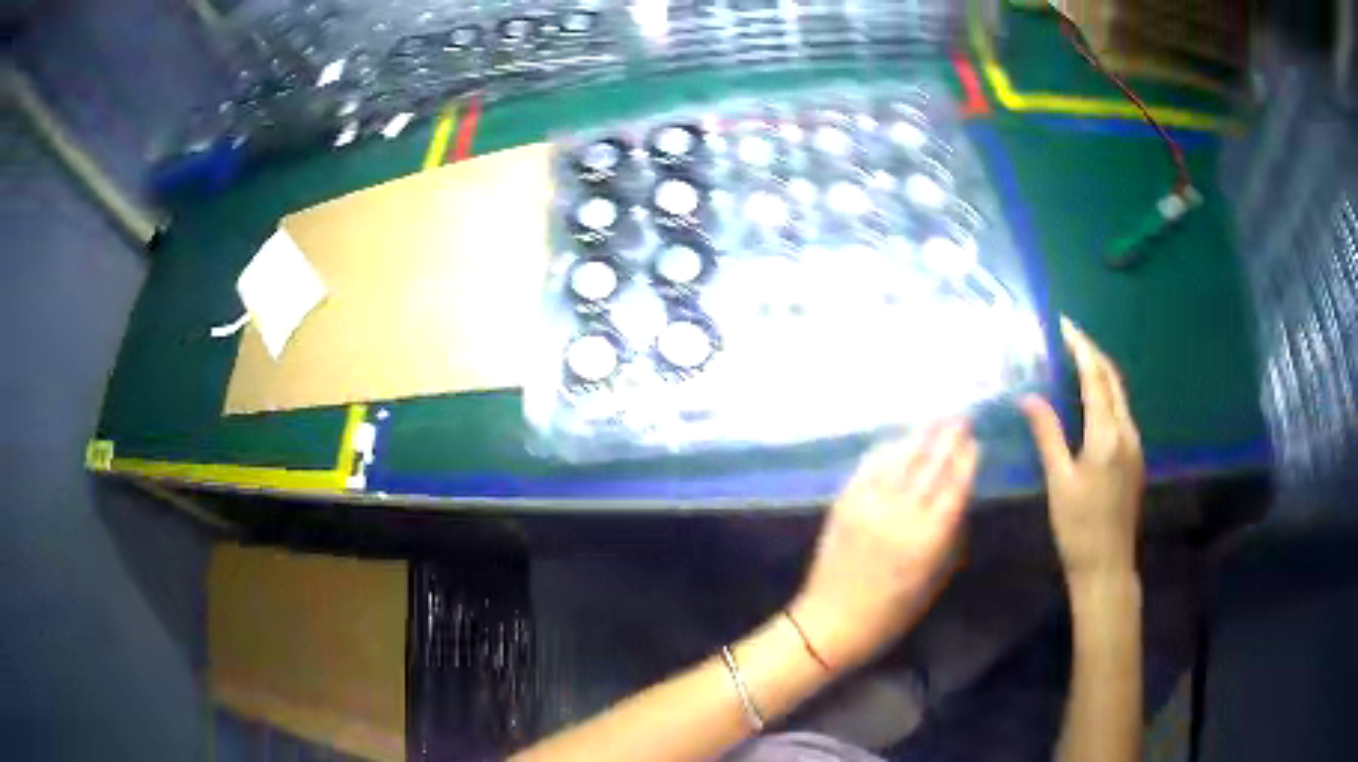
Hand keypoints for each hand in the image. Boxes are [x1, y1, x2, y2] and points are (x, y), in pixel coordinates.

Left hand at [790, 420, 978, 673]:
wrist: (829, 622)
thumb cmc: (889, 613)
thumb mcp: (933, 581)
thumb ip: (950, 537)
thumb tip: (961, 498)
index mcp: (928, 539)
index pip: (955, 487)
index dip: (968, 460)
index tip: (977, 442)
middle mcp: (900, 514)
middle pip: (930, 464)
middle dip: (949, 437)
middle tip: (963, 416)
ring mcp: (868, 504)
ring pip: (901, 458)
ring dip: (921, 435)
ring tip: (938, 418)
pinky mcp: (844, 502)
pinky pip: (869, 466)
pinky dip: (888, 449)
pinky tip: (900, 439)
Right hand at [1021, 318, 1143, 582]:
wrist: (1108, 567)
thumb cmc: (1078, 528)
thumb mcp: (1059, 482)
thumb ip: (1047, 435)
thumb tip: (1029, 398)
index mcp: (1107, 435)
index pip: (1095, 378)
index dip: (1080, 347)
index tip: (1064, 324)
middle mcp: (1126, 432)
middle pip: (1112, 379)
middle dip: (1093, 353)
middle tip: (1069, 335)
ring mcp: (1135, 445)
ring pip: (1120, 395)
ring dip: (1101, 372)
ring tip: (1077, 359)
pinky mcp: (1135, 457)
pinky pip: (1122, 412)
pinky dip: (1106, 394)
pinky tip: (1091, 399)